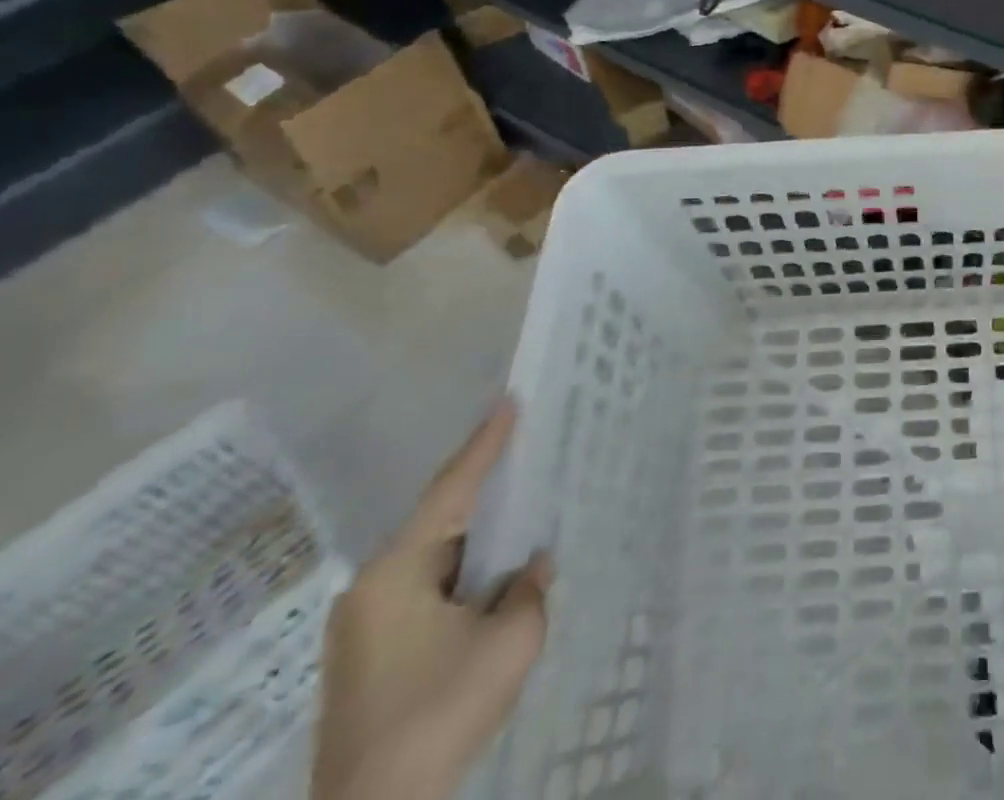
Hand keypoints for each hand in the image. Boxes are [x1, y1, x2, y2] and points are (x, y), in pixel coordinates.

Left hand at [312, 399, 549, 799]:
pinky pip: (428, 592)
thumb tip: (531, 567)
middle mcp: (370, 590)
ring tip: (521, 518)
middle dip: (486, 493)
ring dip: (478, 544)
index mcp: (395, 574)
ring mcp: (365, 628)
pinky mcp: (371, 659)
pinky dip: (464, 577)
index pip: (452, 490)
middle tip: (526, 453)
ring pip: (435, 561)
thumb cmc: (439, 711)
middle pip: (440, 522)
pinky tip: (493, 582)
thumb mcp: (509, 641)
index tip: (510, 400)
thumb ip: (530, 590)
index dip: (486, 443)